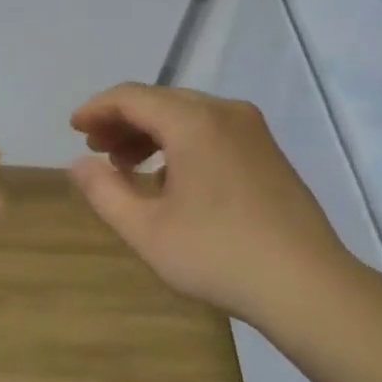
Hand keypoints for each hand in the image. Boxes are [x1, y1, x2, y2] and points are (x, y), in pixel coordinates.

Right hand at [69, 84, 356, 328]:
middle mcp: (225, 112)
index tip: (74, 128)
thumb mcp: (146, 230)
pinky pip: (212, 131)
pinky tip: (170, 179)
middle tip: (96, 150)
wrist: (307, 285)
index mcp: (193, 122)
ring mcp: (253, 131)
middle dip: (123, 121)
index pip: (132, 97)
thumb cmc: (218, 255)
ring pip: (188, 115)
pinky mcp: (268, 152)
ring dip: (151, 133)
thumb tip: (79, 164)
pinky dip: (181, 143)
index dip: (97, 108)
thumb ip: (104, 192)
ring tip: (126, 166)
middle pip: (161, 101)